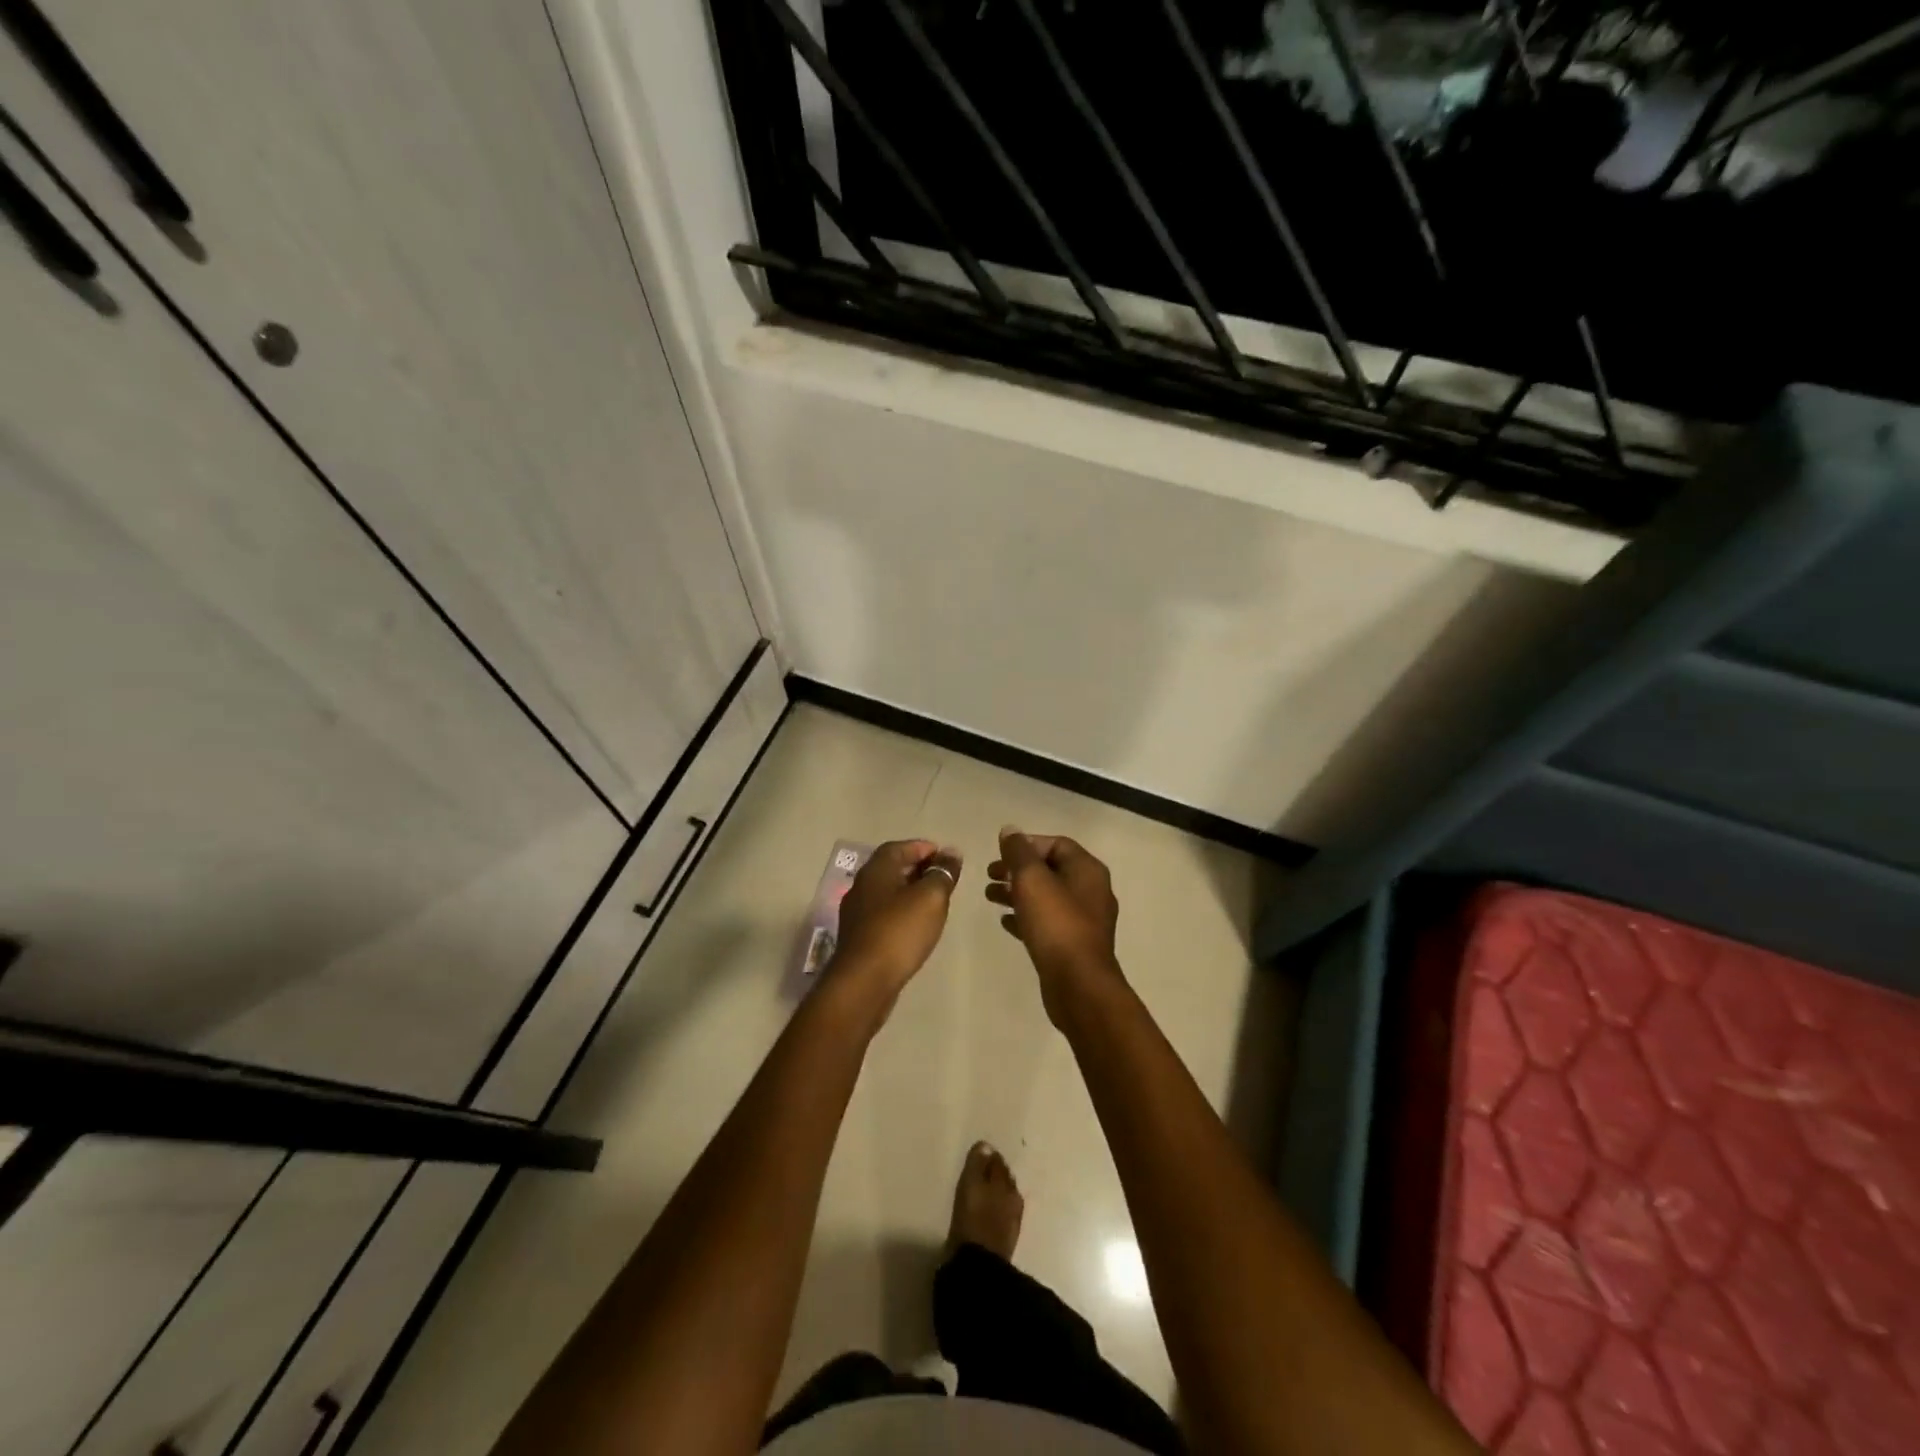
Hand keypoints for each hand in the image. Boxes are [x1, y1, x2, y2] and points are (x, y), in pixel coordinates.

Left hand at [826, 840, 962, 1012]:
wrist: (864, 982)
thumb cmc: (899, 932)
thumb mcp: (930, 898)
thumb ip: (942, 873)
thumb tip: (951, 852)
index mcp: (876, 870)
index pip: (900, 847)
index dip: (924, 848)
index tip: (946, 858)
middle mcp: (862, 886)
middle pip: (892, 868)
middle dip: (918, 869)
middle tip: (944, 878)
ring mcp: (857, 913)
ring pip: (887, 893)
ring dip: (910, 892)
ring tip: (935, 902)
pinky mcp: (859, 937)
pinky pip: (883, 914)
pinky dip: (901, 912)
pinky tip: (916, 926)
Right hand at [986, 828, 1124, 1026]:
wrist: (1078, 985)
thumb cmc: (1056, 924)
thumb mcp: (1031, 880)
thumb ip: (1018, 852)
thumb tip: (1010, 831)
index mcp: (1088, 870)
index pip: (1056, 844)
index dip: (1026, 845)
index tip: (1000, 855)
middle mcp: (1091, 891)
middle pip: (1050, 869)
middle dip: (1018, 869)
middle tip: (989, 875)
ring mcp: (1085, 920)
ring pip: (1047, 896)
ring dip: (1018, 892)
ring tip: (990, 896)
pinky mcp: (1074, 944)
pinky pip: (1048, 921)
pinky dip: (1026, 916)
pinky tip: (1005, 922)